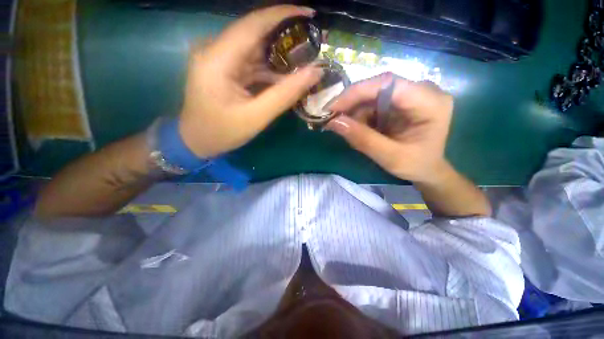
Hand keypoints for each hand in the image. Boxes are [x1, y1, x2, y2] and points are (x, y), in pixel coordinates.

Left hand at [179, 5, 323, 157]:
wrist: (196, 141)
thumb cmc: (222, 132)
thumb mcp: (256, 117)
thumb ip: (285, 95)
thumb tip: (314, 72)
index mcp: (217, 59)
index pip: (253, 24)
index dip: (283, 15)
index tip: (310, 14)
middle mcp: (216, 50)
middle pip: (256, 35)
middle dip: (286, 38)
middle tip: (313, 44)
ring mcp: (220, 59)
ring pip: (256, 50)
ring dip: (280, 57)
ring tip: (305, 62)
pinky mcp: (225, 69)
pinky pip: (252, 63)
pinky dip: (271, 70)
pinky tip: (287, 77)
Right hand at [326, 73, 453, 183]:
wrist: (427, 169)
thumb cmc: (415, 165)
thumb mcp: (389, 157)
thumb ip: (363, 139)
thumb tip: (333, 122)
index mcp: (430, 102)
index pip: (388, 83)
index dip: (356, 92)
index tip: (332, 108)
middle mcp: (422, 91)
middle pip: (377, 87)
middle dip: (351, 103)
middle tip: (330, 119)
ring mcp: (409, 94)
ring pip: (372, 95)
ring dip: (353, 111)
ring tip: (341, 127)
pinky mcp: (399, 102)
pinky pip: (373, 103)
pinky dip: (359, 115)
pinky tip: (353, 127)